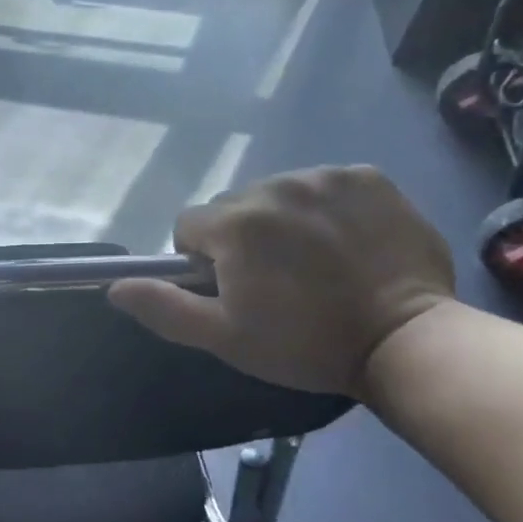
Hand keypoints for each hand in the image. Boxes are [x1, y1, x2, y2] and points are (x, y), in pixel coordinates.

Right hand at [108, 166, 455, 397]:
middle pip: (233, 207)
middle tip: (275, 280)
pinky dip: (326, 207)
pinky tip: (346, 241)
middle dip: (241, 238)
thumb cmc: (305, 344)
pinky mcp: (367, 177)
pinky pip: (325, 184)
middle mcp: (272, 186)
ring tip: (315, 261)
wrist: (407, 341)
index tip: (232, 288)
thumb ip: (165, 308)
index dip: (201, 260)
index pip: (189, 225)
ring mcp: (324, 177)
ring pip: (277, 193)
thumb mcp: (225, 337)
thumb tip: (115, 286)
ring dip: (282, 220)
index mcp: (233, 224)